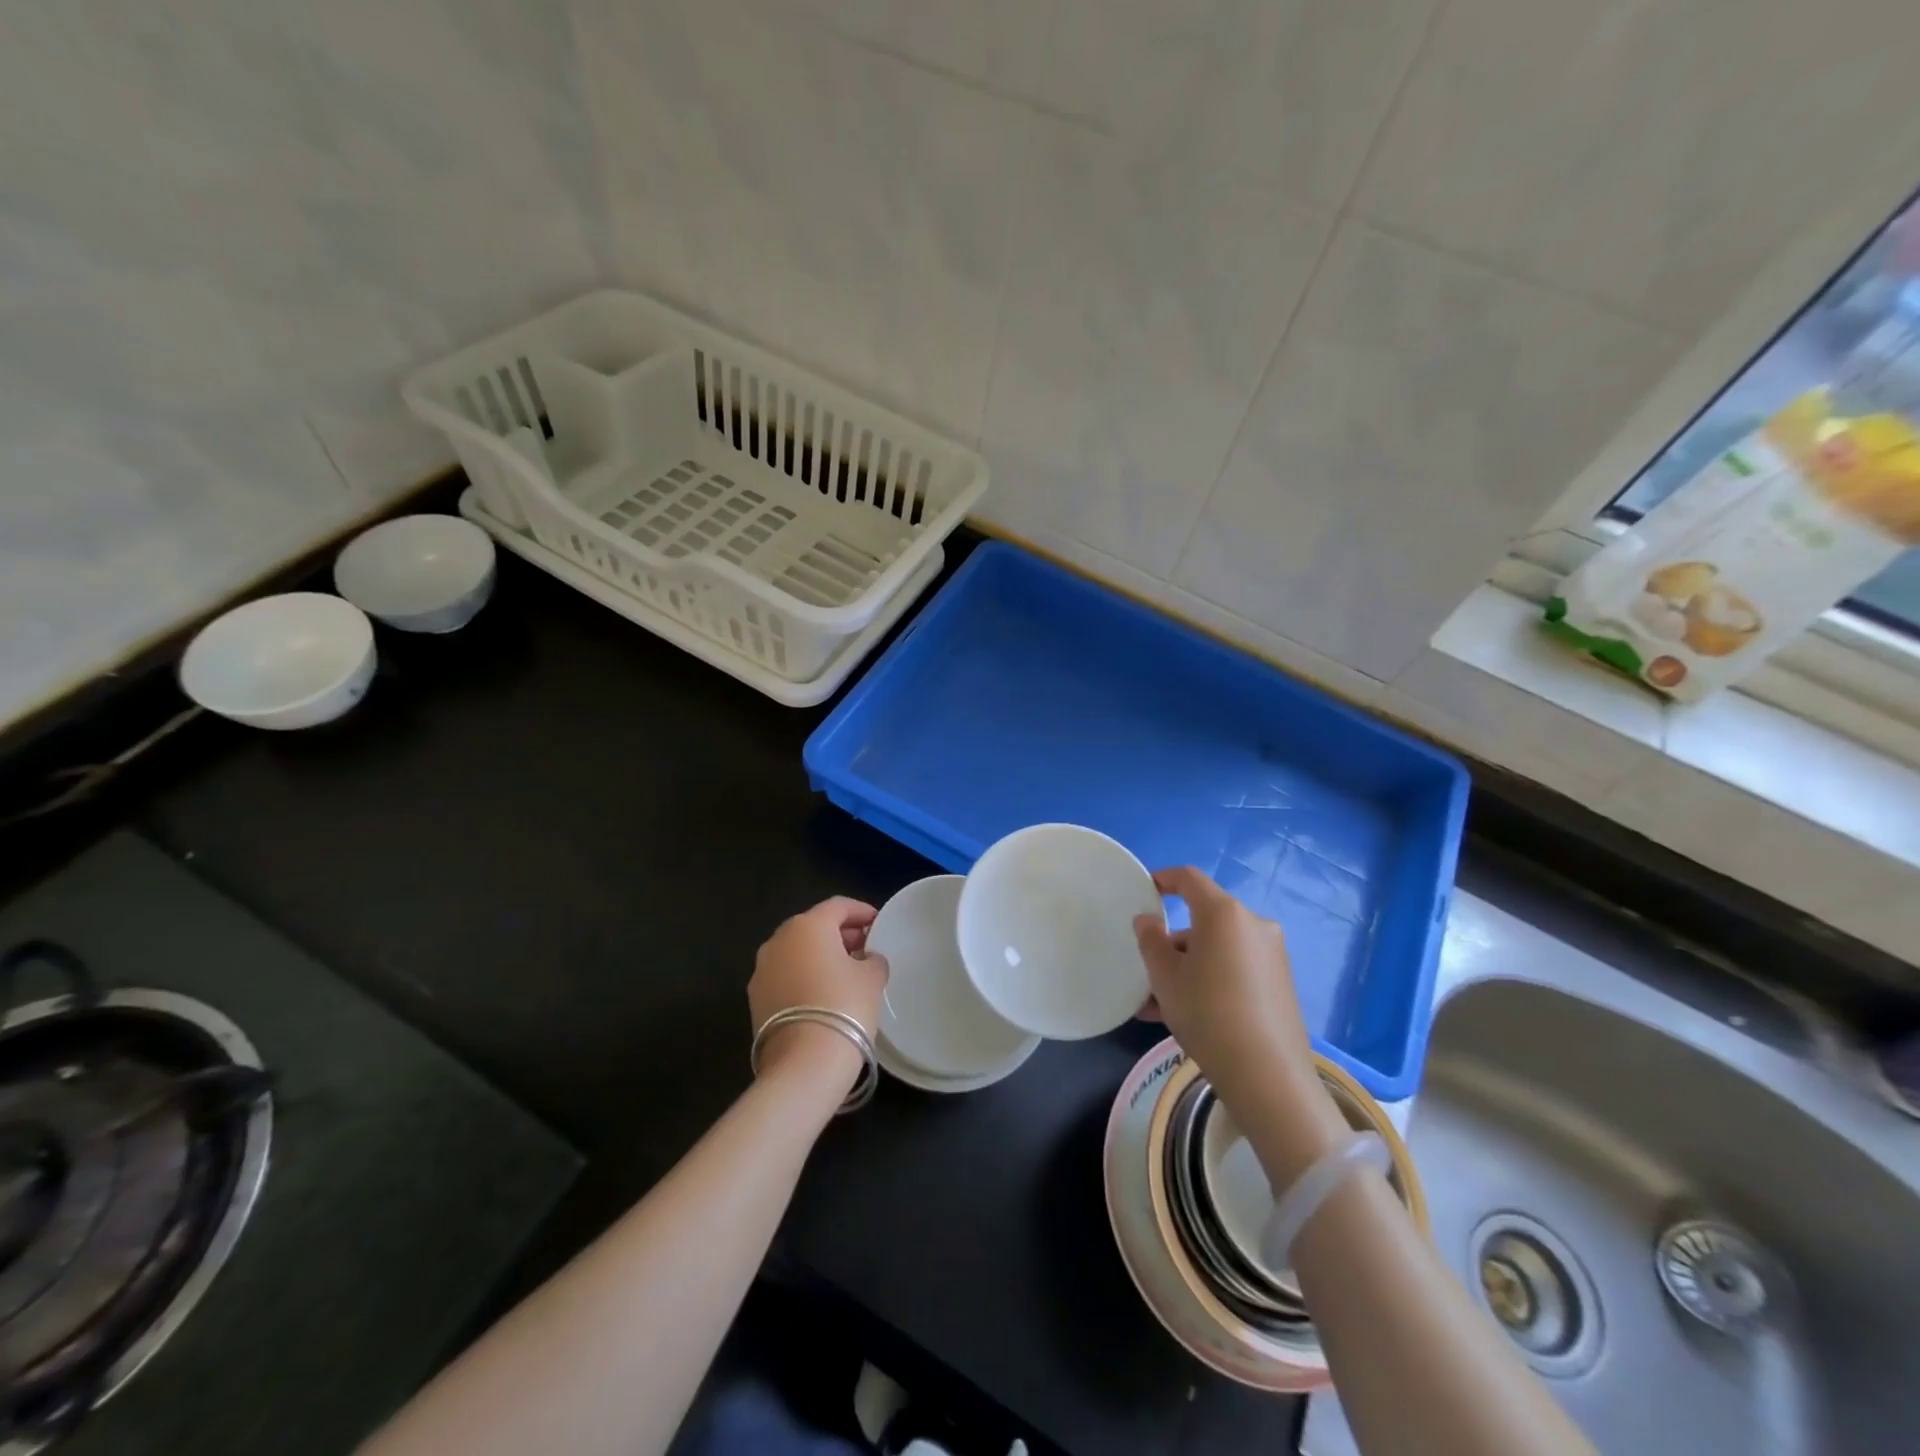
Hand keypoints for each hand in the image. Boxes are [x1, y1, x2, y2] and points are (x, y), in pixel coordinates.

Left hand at [750, 897, 888, 1095]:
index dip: (861, 912)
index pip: (838, 906)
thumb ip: (872, 959)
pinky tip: (823, 996)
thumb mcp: (872, 977)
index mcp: (808, 925)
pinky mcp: (756, 999)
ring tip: (845, 974)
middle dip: (840, 934)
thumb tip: (866, 959)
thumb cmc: (844, 1006)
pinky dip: (804, 977)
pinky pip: (785, 976)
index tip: (878, 924)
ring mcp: (762, 970)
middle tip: (864, 949)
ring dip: (819, 957)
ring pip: (796, 952)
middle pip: (814, 927)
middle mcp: (779, 940)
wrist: (804, 1064)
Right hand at [1134, 867, 1347, 1188]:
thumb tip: (1147, 920)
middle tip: (1148, 972)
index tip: (1145, 890)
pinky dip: (1210, 980)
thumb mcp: (1165, 976)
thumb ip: (1150, 940)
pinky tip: (1187, 1016)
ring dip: (1188, 968)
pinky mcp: (1280, 983)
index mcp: (1224, 914)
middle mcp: (1253, 924)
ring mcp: (1271, 954)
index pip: (1189, 879)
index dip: (1164, 879)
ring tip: (1158, 1006)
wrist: (1267, 1075)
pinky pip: (1235, 968)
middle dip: (1172, 943)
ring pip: (1217, 950)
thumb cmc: (1207, 1013)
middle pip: (1204, 920)